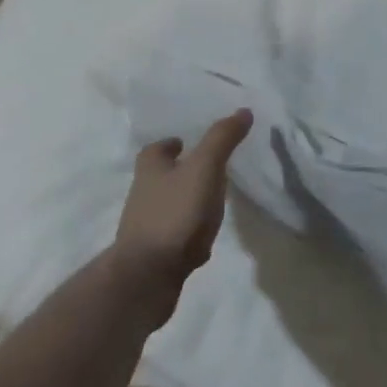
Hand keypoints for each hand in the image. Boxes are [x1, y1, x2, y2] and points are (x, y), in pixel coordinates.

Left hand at [113, 109, 251, 324]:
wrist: (148, 276)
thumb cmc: (174, 212)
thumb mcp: (204, 168)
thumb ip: (222, 139)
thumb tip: (244, 110)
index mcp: (150, 169)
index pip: (156, 148)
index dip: (172, 144)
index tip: (189, 141)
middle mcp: (143, 194)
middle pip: (162, 176)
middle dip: (182, 171)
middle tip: (210, 167)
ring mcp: (146, 227)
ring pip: (170, 206)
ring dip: (188, 201)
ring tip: (215, 201)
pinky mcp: (155, 254)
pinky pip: (175, 235)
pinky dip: (189, 231)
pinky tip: (205, 237)